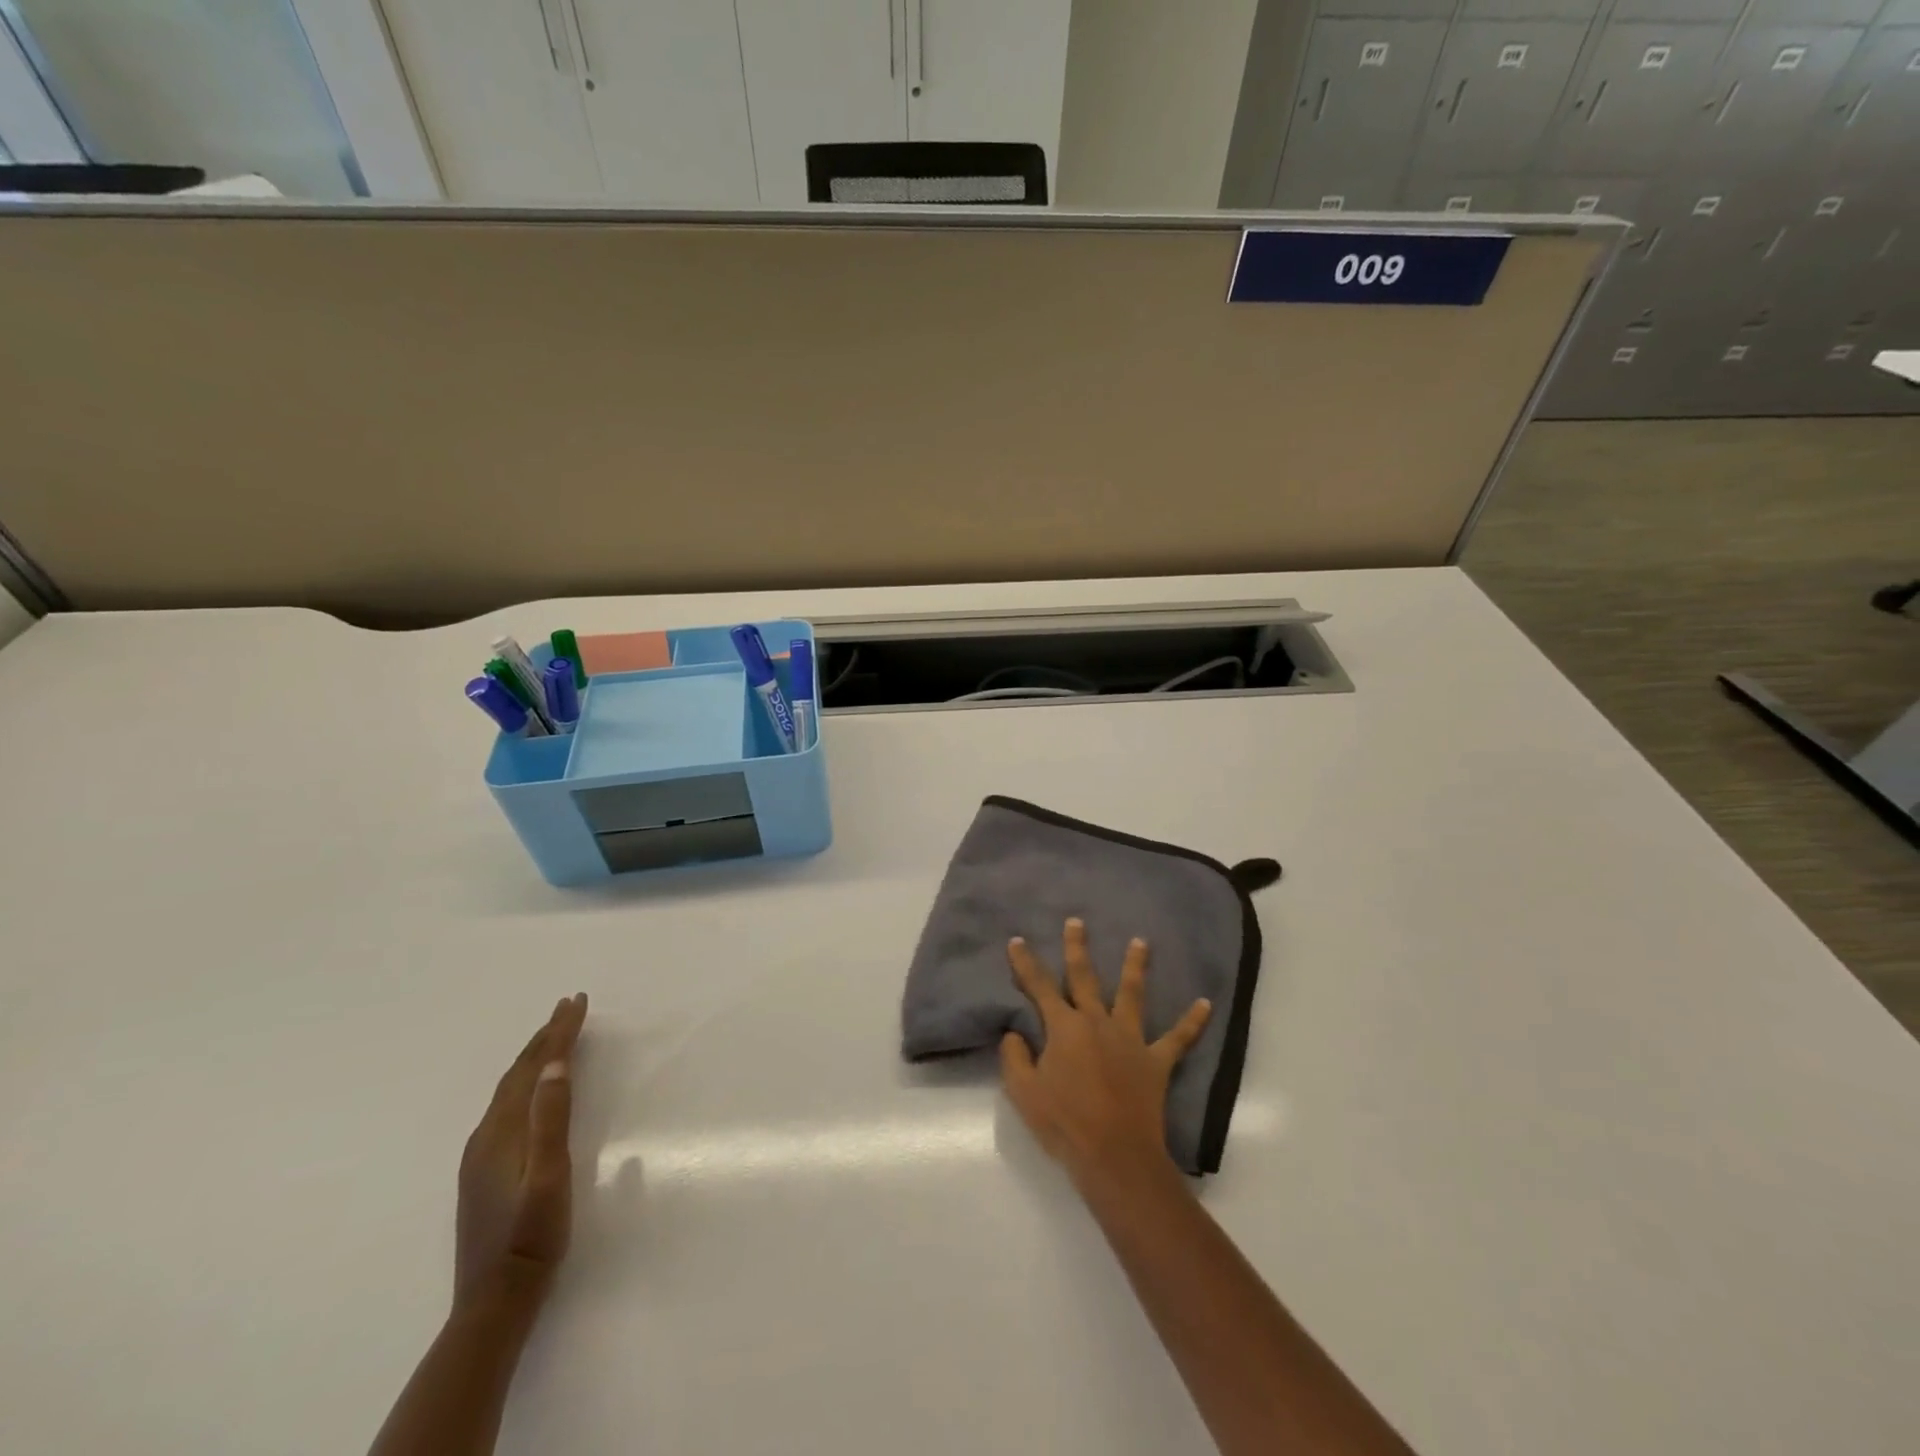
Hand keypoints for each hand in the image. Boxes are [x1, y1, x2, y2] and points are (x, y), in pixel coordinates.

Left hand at [454, 993, 587, 1312]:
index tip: (577, 1000)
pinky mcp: (483, 1171)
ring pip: (510, 1090)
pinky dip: (525, 1081)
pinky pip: (507, 1106)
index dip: (558, 1032)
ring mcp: (480, 1155)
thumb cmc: (533, 1235)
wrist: (494, 1301)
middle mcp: (487, 1135)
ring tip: (554, 1036)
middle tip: (569, 1006)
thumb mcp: (551, 1175)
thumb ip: (551, 1119)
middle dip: (545, 1036)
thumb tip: (555, 1065)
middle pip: (518, 1073)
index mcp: (504, 1131)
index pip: (535, 1067)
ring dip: (534, 1057)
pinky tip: (531, 1089)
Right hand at [999, 918, 1209, 1189]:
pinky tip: (1205, 1003)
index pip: (1039, 986)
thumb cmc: (1064, 1123)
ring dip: (1135, 966)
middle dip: (1077, 948)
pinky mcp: (1156, 1061)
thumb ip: (1015, 1056)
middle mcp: (1097, 1022)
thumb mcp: (1023, 1092)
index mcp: (1064, 1027)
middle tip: (1076, 922)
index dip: (1025, 963)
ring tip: (1141, 942)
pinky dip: (1192, 1022)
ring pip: (1132, 994)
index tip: (1017, 940)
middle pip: (1084, 978)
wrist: (1115, 1156)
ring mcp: (1130, 1039)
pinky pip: (1178, 1038)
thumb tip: (1016, 1032)